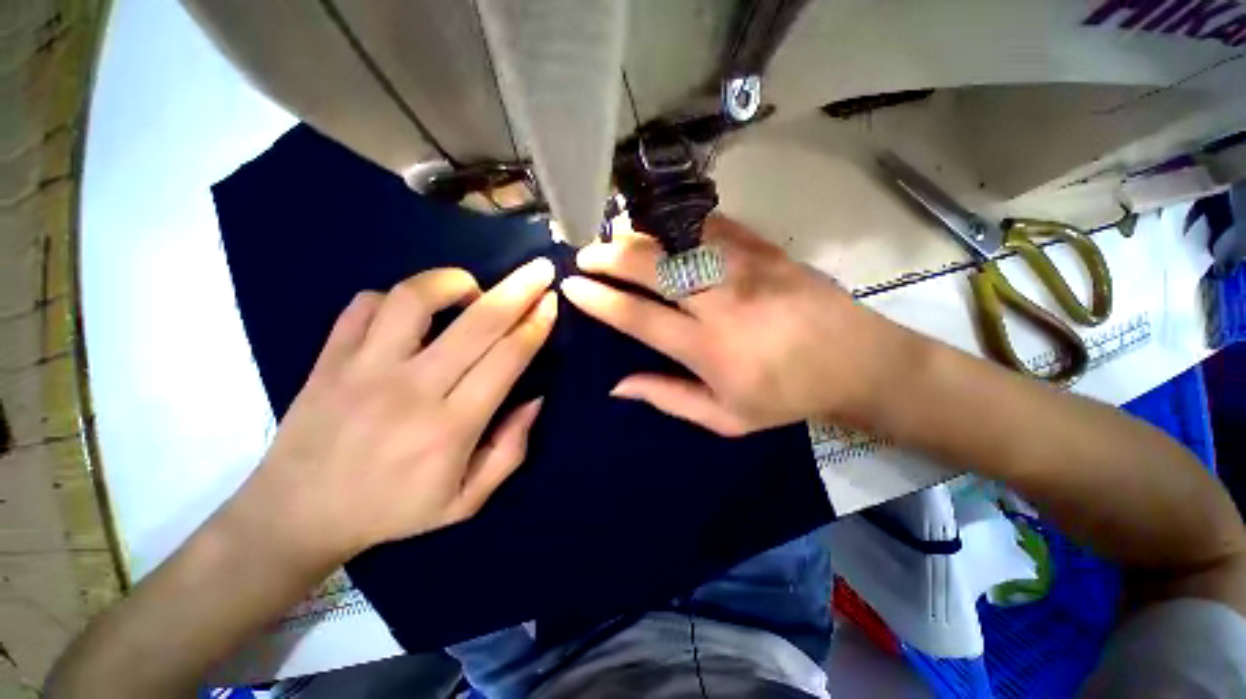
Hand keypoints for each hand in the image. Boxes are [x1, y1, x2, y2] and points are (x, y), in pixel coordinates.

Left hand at [231, 259, 557, 566]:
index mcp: (451, 427)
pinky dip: (396, 298)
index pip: (507, 359)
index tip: (551, 302)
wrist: (296, 515)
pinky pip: (365, 305)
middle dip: (517, 290)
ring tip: (471, 289)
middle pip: (477, 323)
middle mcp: (411, 389)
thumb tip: (535, 398)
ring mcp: (363, 368)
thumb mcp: (467, 500)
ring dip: (453, 282)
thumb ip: (511, 449)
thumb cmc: (392, 510)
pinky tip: (412, 313)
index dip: (535, 325)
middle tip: (538, 270)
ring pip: (414, 299)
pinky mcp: (328, 357)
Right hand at [562, 215, 900, 435]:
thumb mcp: (725, 418)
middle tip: (585, 254)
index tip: (572, 287)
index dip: (600, 300)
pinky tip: (660, 225)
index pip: (638, 318)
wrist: (856, 363)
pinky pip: (713, 226)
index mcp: (708, 349)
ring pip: (678, 240)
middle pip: (653, 268)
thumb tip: (618, 385)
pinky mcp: (766, 250)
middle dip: (610, 257)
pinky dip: (679, 223)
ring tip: (613, 237)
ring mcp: (745, 269)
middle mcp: (721, 303)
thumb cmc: (787, 398)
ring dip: (639, 236)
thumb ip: (668, 398)